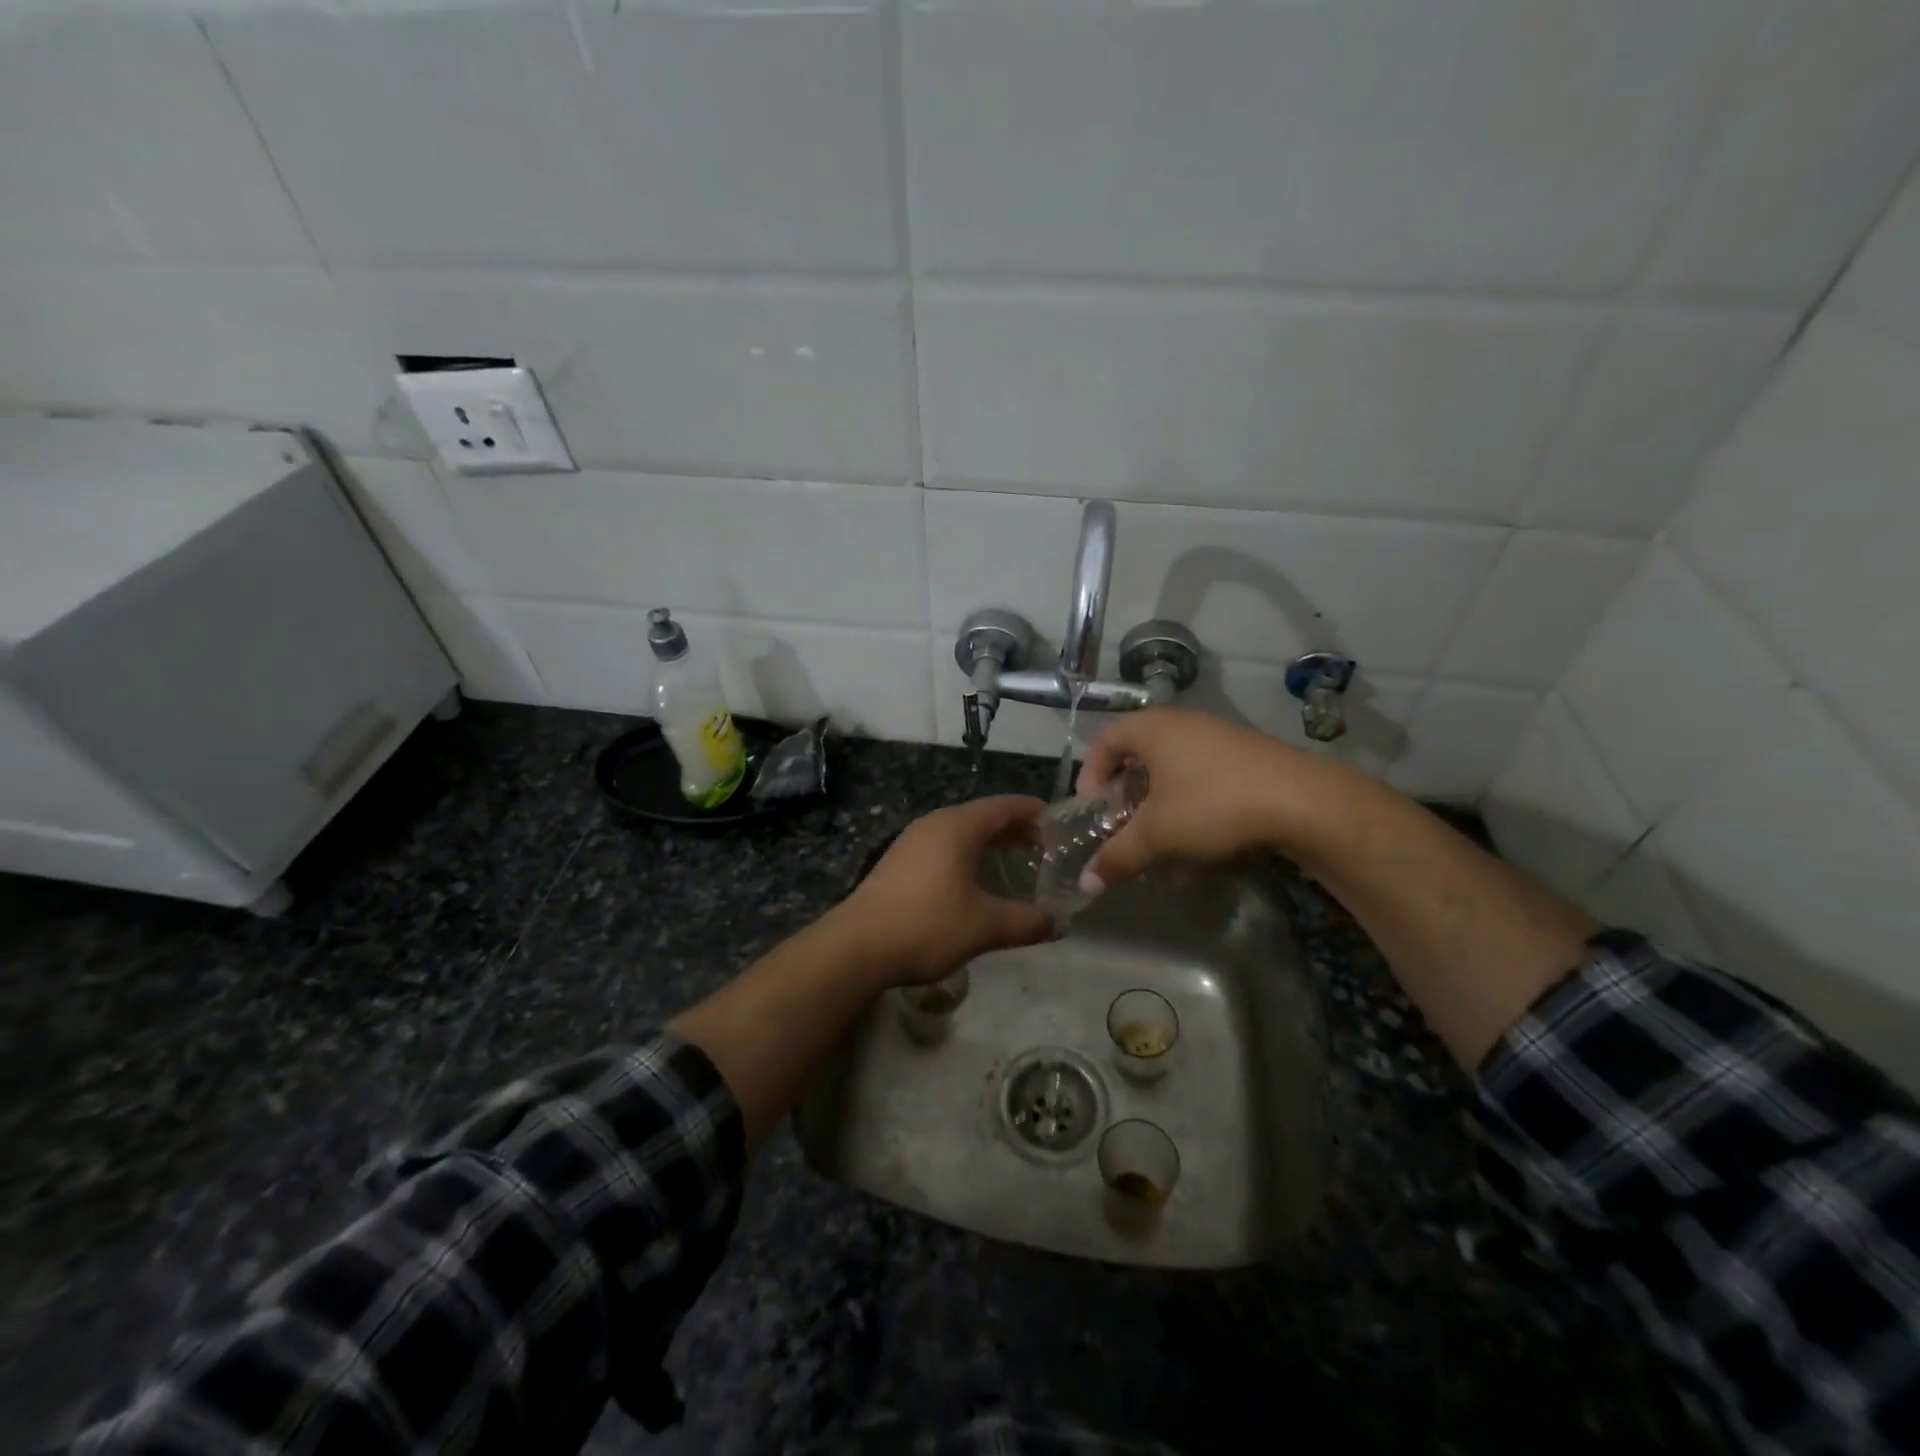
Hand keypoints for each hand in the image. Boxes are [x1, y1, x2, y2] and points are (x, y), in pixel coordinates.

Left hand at [833, 795, 1054, 986]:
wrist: (857, 946)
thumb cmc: (927, 925)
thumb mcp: (984, 926)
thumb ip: (1026, 922)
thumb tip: (1060, 924)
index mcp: (958, 826)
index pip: (1006, 806)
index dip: (1036, 812)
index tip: (1061, 824)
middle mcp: (935, 824)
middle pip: (984, 816)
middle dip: (1016, 829)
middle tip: (1047, 848)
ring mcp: (913, 841)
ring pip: (962, 832)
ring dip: (991, 843)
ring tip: (1017, 862)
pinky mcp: (899, 861)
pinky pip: (944, 846)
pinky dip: (968, 854)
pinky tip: (975, 881)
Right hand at [1075, 707, 1353, 889]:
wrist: (1301, 800)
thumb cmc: (1212, 805)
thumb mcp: (1156, 835)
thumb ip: (1116, 857)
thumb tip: (1085, 885)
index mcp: (1150, 728)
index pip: (1101, 744)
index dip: (1089, 778)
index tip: (1094, 813)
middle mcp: (1180, 721)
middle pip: (1135, 752)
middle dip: (1123, 791)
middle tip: (1123, 824)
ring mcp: (1216, 733)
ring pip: (1170, 762)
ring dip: (1157, 796)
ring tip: (1161, 830)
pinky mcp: (1244, 751)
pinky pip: (1200, 768)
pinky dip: (1188, 794)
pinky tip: (1201, 826)